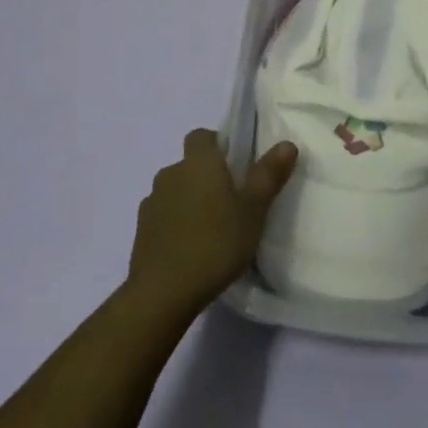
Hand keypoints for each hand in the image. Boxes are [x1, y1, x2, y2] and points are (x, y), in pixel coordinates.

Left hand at [124, 129, 297, 323]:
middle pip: (190, 164)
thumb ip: (268, 175)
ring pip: (176, 190)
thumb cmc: (215, 243)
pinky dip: (175, 223)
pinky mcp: (141, 230)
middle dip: (207, 177)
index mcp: (198, 162)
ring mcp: (152, 201)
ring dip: (190, 201)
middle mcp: (171, 173)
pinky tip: (189, 248)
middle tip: (231, 203)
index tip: (236, 167)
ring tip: (211, 230)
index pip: (202, 135)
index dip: (218, 145)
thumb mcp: (253, 211)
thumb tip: (287, 144)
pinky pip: (163, 215)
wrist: (162, 292)